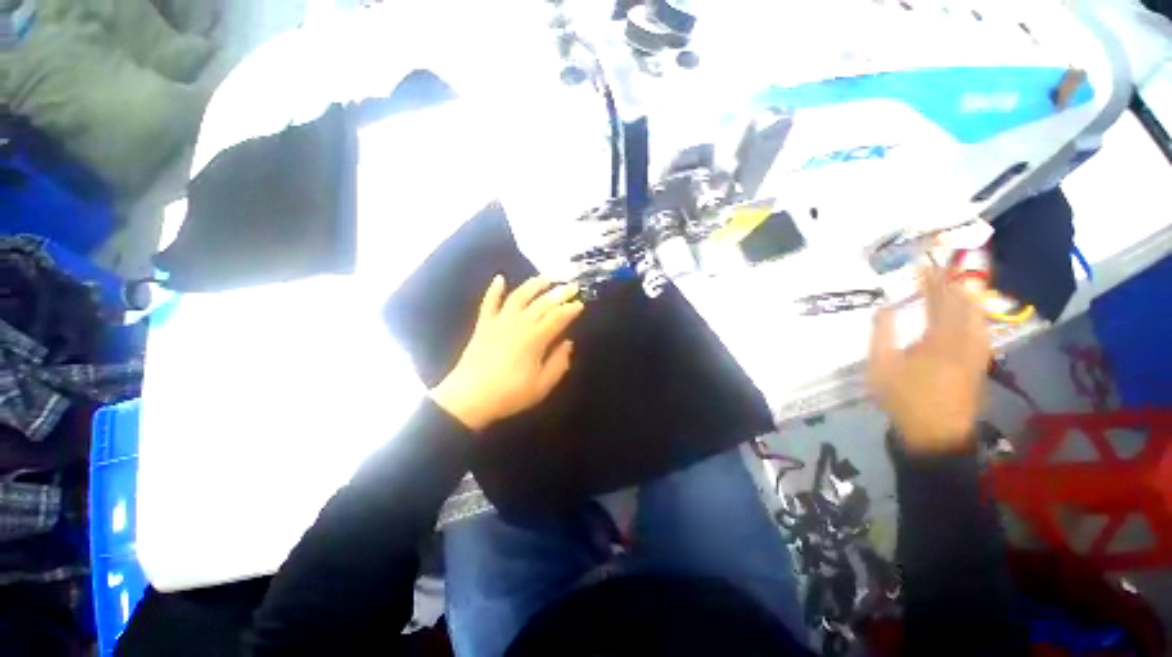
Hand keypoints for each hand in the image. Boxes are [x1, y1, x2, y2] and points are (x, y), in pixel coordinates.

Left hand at [431, 276, 584, 431]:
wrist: (468, 399)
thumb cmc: (509, 394)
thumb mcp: (542, 386)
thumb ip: (558, 363)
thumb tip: (568, 343)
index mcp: (534, 339)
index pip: (558, 317)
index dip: (571, 309)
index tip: (581, 304)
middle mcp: (518, 324)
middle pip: (542, 303)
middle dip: (560, 293)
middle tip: (573, 286)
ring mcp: (499, 322)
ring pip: (519, 296)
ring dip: (534, 284)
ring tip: (547, 277)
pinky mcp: (483, 325)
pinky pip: (489, 302)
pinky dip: (494, 289)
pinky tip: (500, 278)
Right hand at [868, 267, 990, 453]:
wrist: (935, 432)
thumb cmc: (903, 397)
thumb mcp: (881, 366)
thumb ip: (882, 335)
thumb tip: (884, 308)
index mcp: (939, 339)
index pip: (939, 302)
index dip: (932, 283)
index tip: (924, 267)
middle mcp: (964, 341)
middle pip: (963, 306)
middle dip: (953, 285)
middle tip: (942, 272)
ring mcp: (976, 353)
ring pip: (978, 317)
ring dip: (968, 299)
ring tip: (959, 286)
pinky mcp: (979, 365)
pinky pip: (982, 332)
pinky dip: (977, 317)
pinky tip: (973, 316)